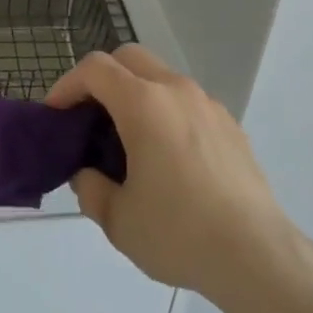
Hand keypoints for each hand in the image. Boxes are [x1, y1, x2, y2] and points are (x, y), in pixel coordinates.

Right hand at [45, 45, 298, 306]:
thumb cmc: (179, 233)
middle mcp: (176, 90)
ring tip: (127, 140)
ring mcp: (207, 104)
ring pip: (161, 76)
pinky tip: (167, 156)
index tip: (56, 114)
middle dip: (101, 78)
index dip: (68, 84)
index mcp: (144, 104)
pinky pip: (186, 101)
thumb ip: (91, 189)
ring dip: (135, 93)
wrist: (256, 254)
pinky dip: (165, 111)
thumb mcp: (118, 220)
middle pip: (129, 58)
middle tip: (87, 117)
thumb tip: (88, 174)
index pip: (95, 69)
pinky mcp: (229, 124)